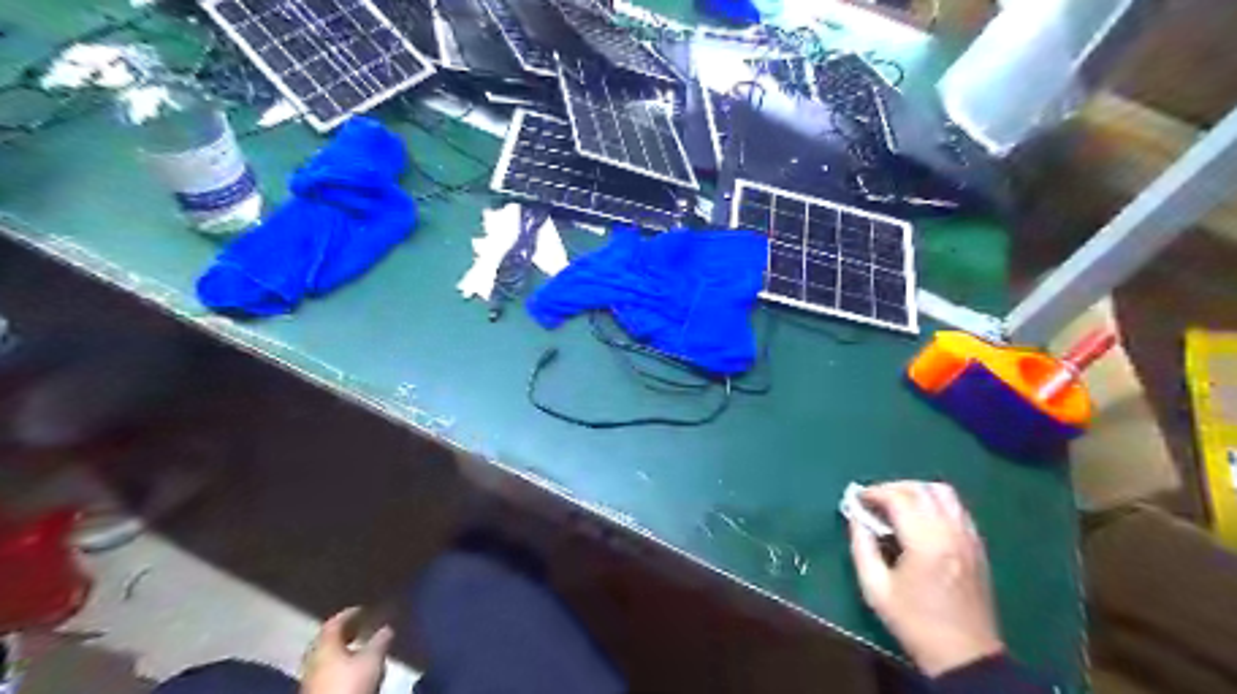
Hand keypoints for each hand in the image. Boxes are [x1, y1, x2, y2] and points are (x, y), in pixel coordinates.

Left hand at [302, 608, 391, 693]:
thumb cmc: (350, 683)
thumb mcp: (373, 658)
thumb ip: (380, 640)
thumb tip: (387, 628)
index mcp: (324, 645)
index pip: (334, 623)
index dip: (349, 614)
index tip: (363, 609)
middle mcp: (313, 658)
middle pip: (327, 639)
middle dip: (345, 632)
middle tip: (360, 627)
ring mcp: (311, 677)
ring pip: (326, 656)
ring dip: (342, 649)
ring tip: (360, 648)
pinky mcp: (315, 690)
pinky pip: (326, 670)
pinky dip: (339, 664)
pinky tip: (352, 668)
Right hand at [851, 484, 1004, 676]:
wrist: (964, 655)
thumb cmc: (914, 622)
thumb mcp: (875, 589)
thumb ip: (862, 546)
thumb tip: (855, 517)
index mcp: (926, 544)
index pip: (899, 497)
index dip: (874, 492)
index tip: (857, 500)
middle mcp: (951, 533)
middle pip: (921, 489)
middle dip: (892, 488)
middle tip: (873, 501)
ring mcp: (969, 537)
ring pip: (943, 493)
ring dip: (915, 491)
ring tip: (896, 505)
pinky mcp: (977, 545)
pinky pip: (956, 508)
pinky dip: (934, 502)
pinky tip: (920, 519)